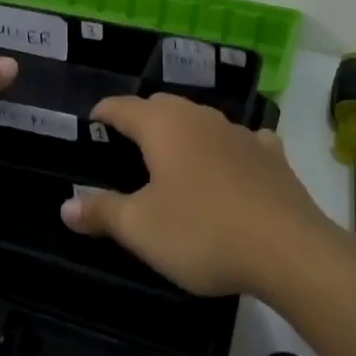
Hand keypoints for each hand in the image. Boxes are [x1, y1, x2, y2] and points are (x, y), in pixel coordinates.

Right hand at [59, 93, 333, 297]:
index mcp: (164, 127)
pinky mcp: (271, 156)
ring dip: (184, 132)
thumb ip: (102, 212)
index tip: (92, 120)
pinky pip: (241, 141)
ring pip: (202, 121)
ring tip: (174, 156)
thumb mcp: (141, 229)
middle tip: (127, 142)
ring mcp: (240, 133)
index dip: (104, 111)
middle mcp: (201, 118)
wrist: (289, 249)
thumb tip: (66, 206)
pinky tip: (231, 165)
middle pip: (163, 106)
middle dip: (142, 118)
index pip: (124, 106)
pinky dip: (227, 148)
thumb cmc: (203, 233)